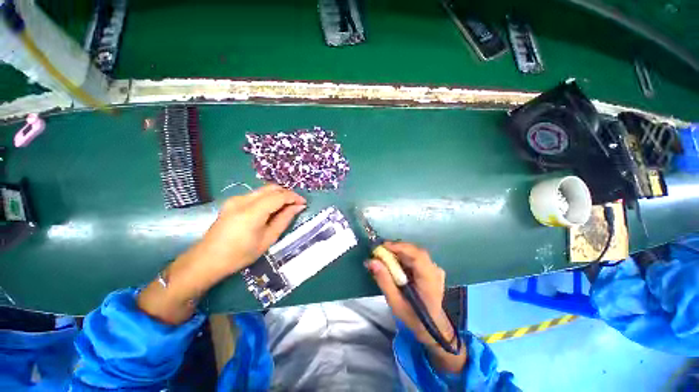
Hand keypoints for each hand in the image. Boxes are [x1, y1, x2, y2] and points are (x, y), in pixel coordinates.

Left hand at [192, 184, 306, 278]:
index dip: (294, 197)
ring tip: (286, 207)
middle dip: (287, 193)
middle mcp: (243, 200)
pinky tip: (271, 209)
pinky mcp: (232, 201)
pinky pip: (256, 194)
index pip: (279, 196)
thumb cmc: (240, 254)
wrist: (207, 260)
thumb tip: (298, 207)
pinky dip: (268, 198)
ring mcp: (236, 199)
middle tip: (296, 204)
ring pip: (264, 190)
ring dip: (278, 195)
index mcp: (252, 212)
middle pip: (271, 188)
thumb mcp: (268, 239)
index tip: (304, 203)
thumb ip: (284, 219)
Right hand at [366, 242, 466, 372]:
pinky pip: (415, 256)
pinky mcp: (431, 268)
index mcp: (429, 280)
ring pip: (414, 252)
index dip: (400, 247)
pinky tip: (395, 262)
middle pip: (415, 251)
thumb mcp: (395, 302)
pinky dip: (403, 256)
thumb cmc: (413, 317)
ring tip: (384, 256)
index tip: (382, 247)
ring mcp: (435, 268)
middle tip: (379, 251)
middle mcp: (435, 270)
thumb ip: (384, 281)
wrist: (432, 326)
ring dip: (399, 251)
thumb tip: (372, 261)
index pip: (417, 256)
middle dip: (396, 248)